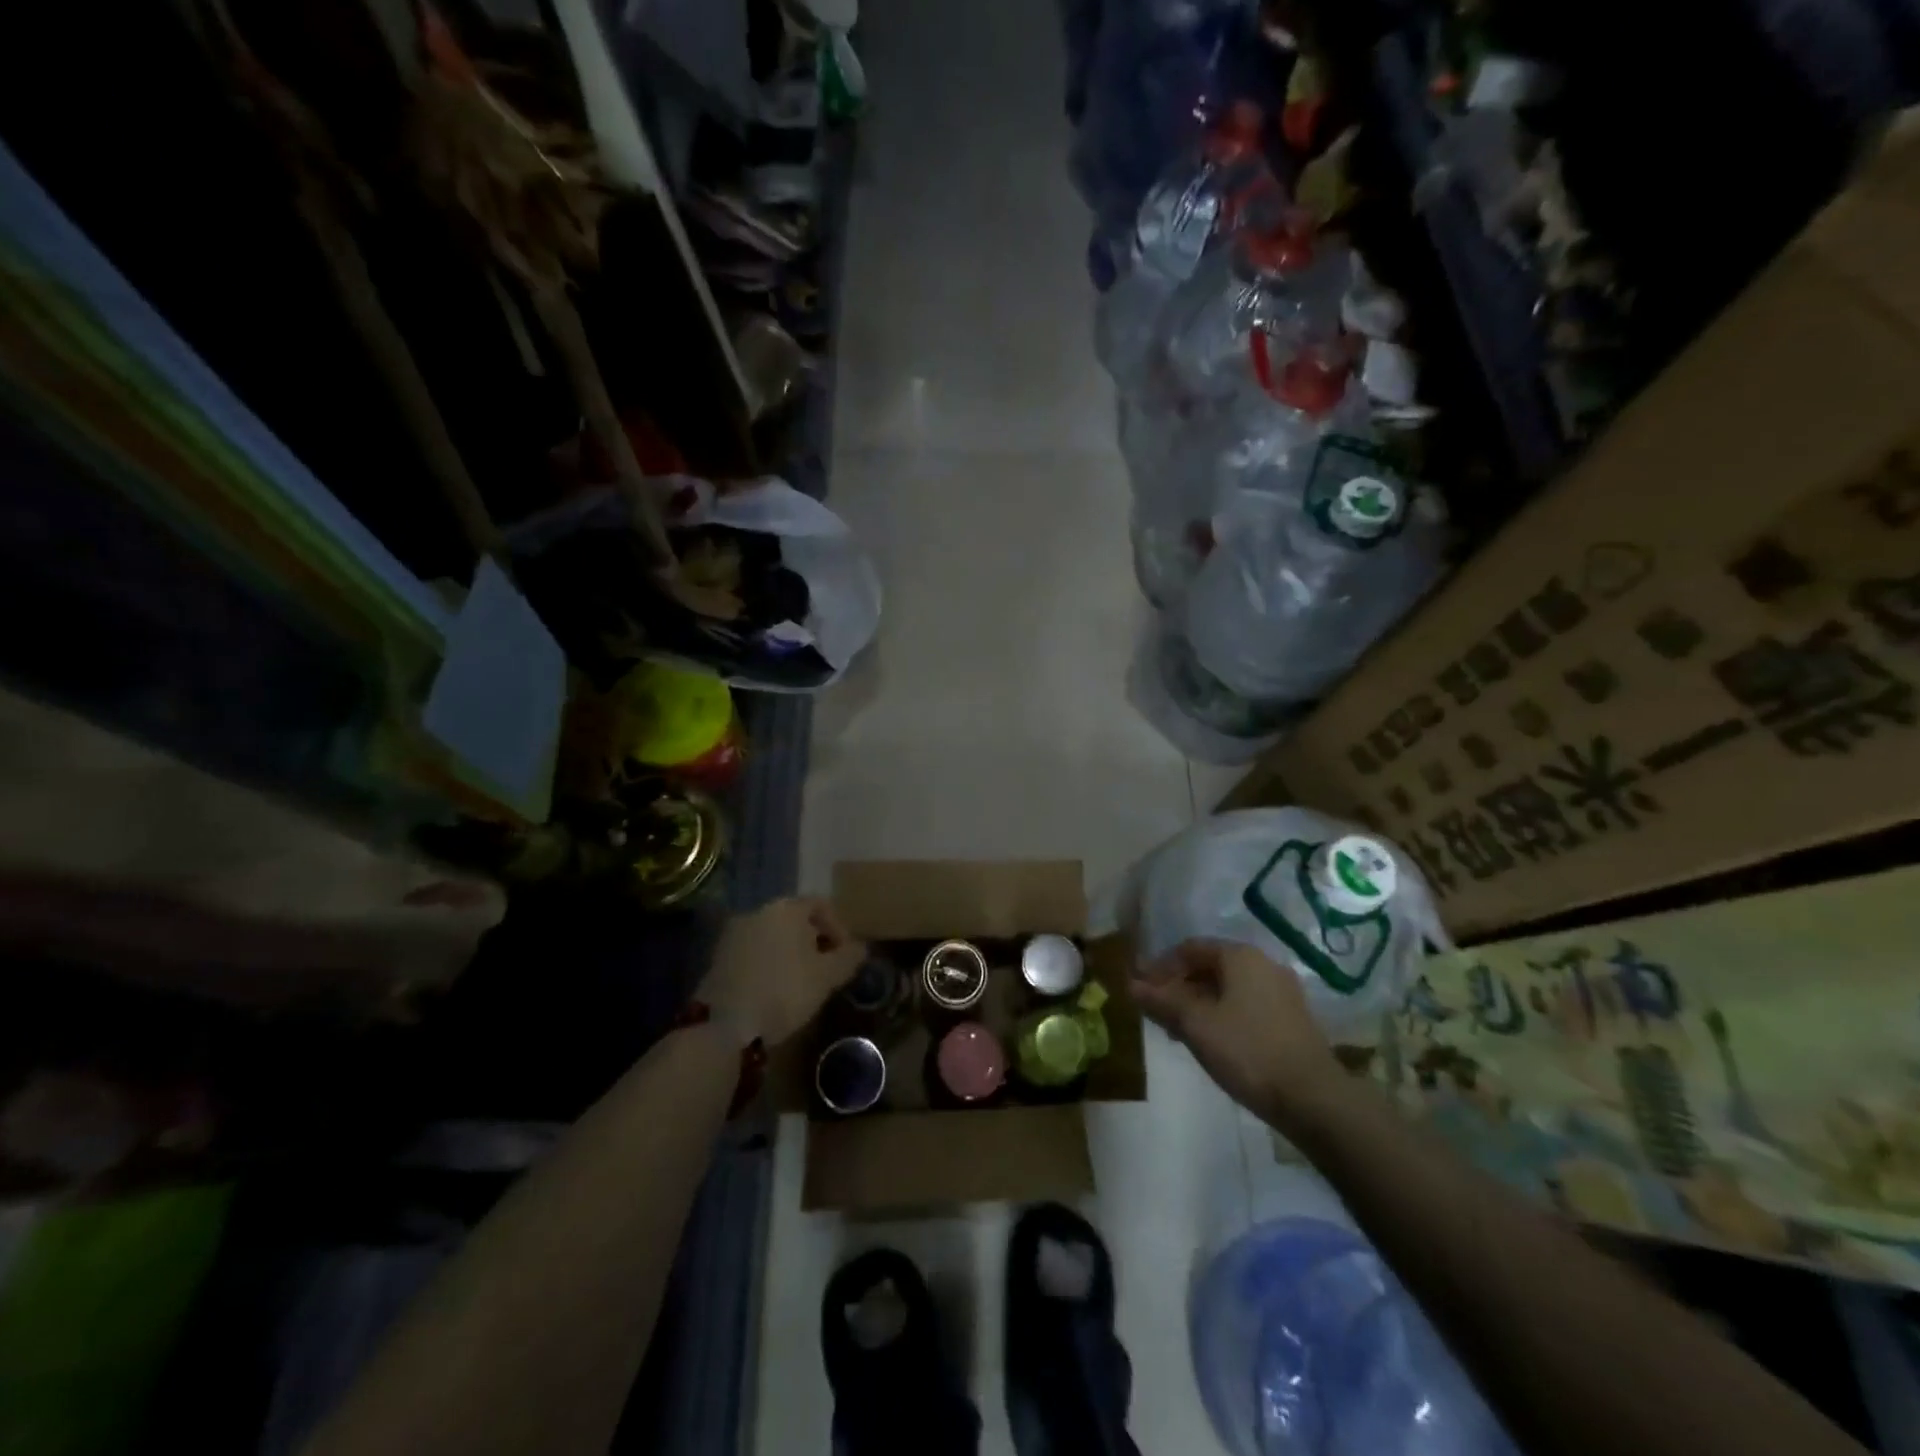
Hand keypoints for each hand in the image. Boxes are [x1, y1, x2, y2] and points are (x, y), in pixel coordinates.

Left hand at [703, 897, 864, 1045]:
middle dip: (814, 941)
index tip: (846, 955)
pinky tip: (774, 990)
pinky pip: (753, 952)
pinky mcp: (718, 958)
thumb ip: (849, 958)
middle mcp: (758, 911)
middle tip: (826, 969)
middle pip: (795, 918)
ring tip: (801, 983)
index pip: (821, 904)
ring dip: (790, 953)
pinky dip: (768, 964)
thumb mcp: (827, 977)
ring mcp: (734, 933)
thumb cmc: (784, 991)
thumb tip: (860, 948)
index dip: (839, 927)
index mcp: (787, 908)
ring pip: (773, 936)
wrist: (724, 1025)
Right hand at [1133, 938, 1343, 1125]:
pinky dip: (1221, 1015)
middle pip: (1209, 966)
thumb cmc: (1248, 1050)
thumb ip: (1162, 1001)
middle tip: (1156, 1011)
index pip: (1190, 949)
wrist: (1314, 1098)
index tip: (1141, 990)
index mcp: (1240, 956)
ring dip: (1198, 1003)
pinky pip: (1246, 1005)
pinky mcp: (1291, 1019)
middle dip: (1179, 986)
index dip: (1160, 967)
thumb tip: (1131, 985)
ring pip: (1228, 988)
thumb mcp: (1196, 1024)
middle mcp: (1263, 964)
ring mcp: (1282, 992)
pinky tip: (1210, 1041)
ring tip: (1178, 1030)